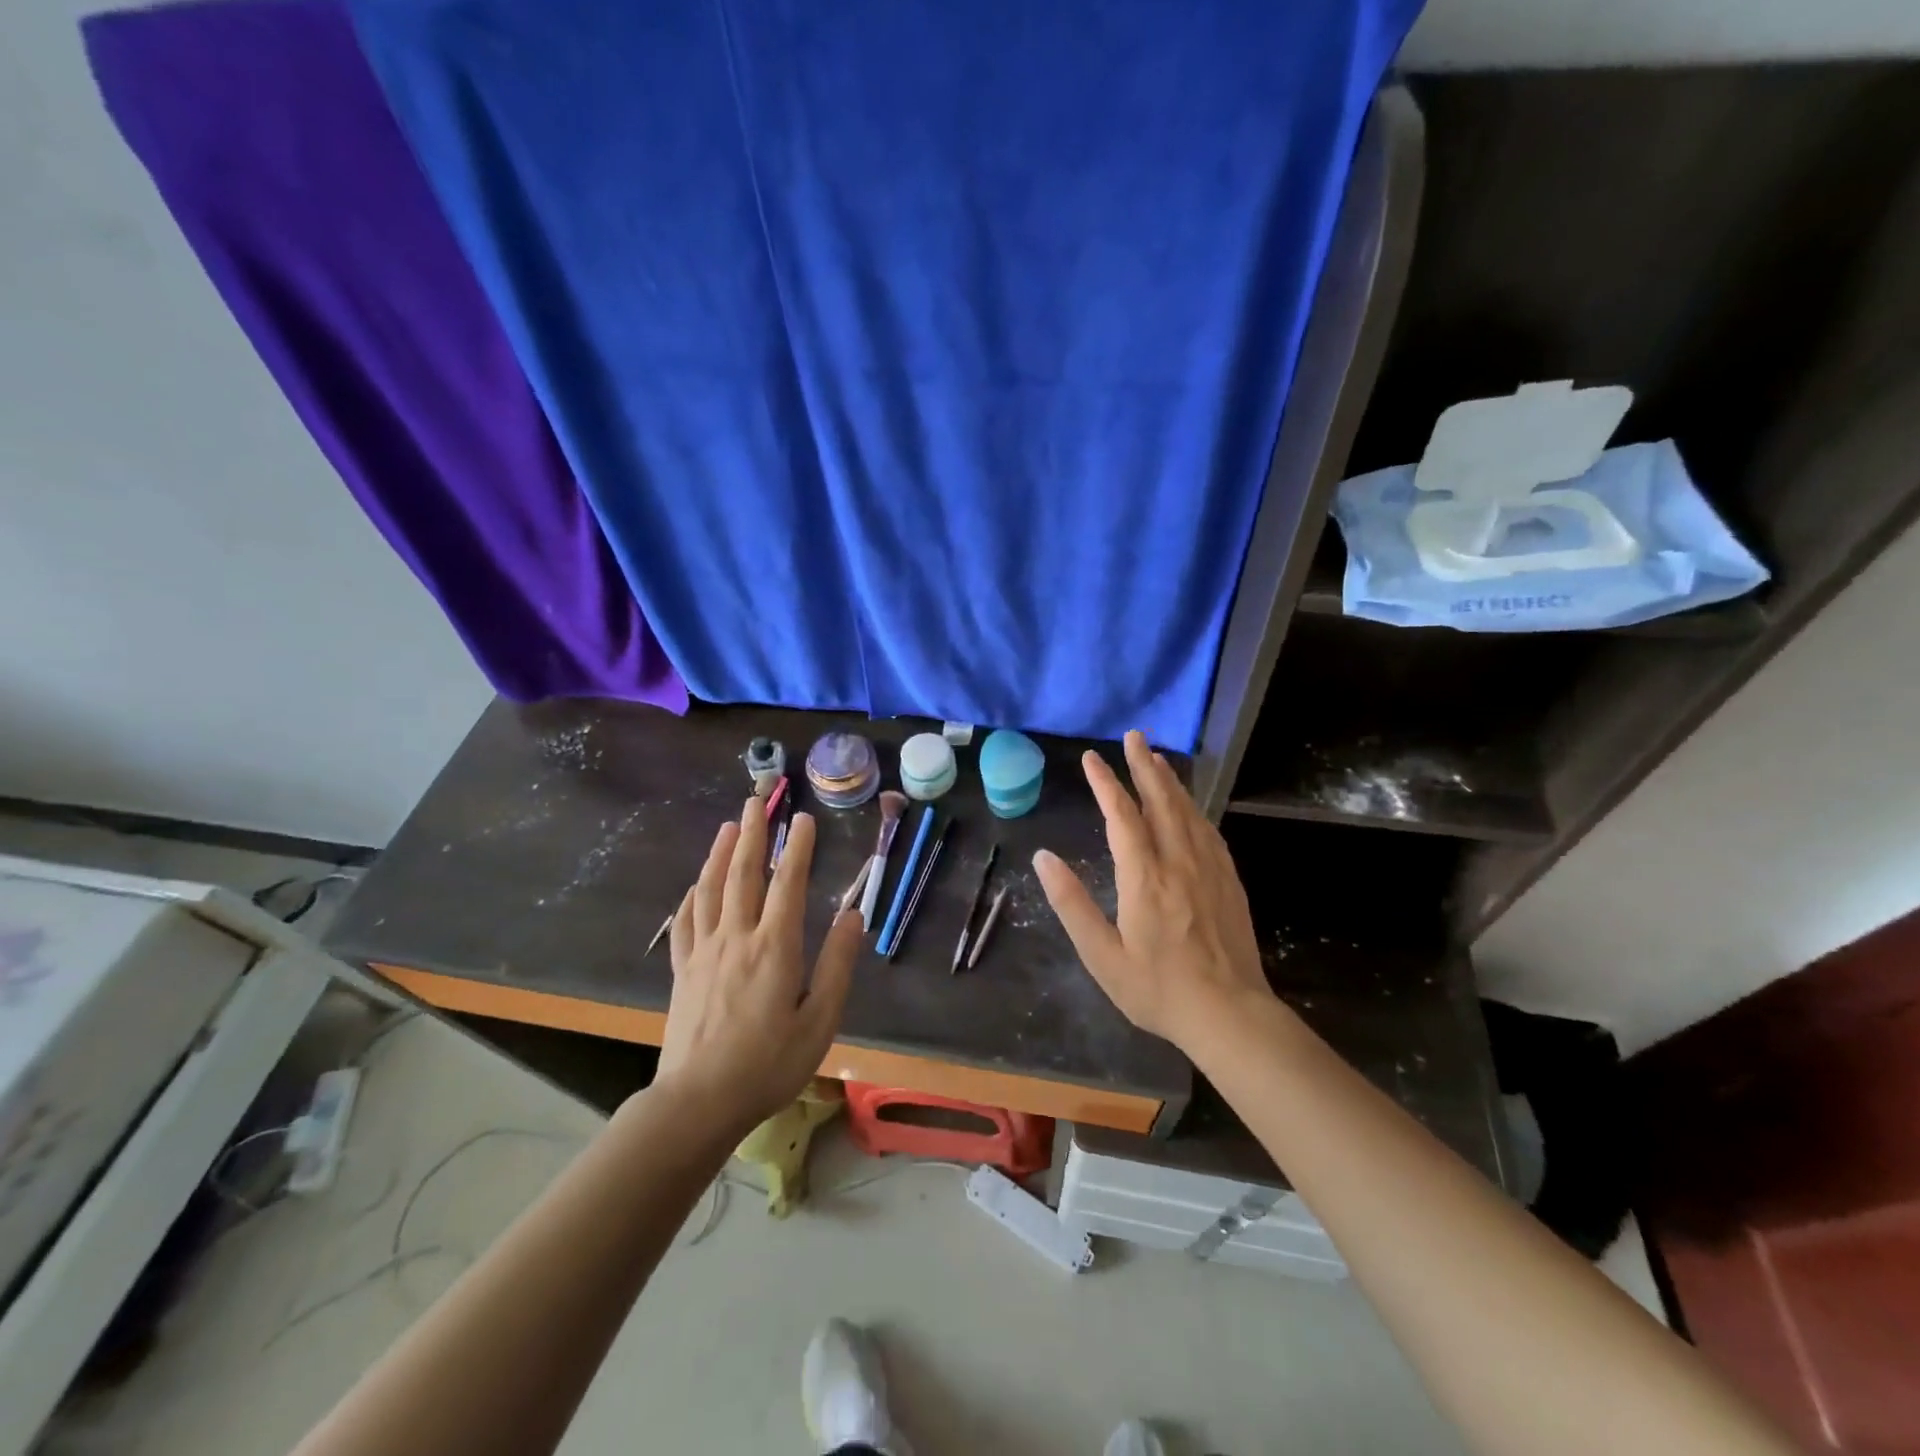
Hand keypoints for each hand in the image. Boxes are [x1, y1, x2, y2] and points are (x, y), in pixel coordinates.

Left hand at [656, 798, 860, 1137]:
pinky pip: (685, 922)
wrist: (698, 1102)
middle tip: (757, 801)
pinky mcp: (682, 970)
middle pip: (743, 874)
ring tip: (729, 826)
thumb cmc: (769, 1064)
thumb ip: (838, 964)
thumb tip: (852, 915)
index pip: (787, 883)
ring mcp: (703, 952)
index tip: (803, 818)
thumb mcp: (819, 1020)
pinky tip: (696, 885)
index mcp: (775, 947)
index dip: (797, 847)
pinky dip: (692, 896)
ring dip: (720, 853)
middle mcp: (737, 937)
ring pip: (710, 889)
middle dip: (753, 834)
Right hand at [1035, 731, 1272, 1051]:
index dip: (1106, 783)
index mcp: (1145, 877)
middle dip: (1144, 766)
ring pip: (1188, 811)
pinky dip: (1194, 808)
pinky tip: (1190, 806)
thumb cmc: (1158, 990)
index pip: (1122, 816)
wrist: (1230, 1015)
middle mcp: (1179, 862)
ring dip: (1170, 781)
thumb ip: (1072, 904)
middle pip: (1161, 801)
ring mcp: (1209, 869)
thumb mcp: (1102, 956)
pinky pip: (1209, 831)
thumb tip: (1044, 858)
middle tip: (1134, 736)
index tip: (1091, 758)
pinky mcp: (1229, 881)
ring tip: (1157, 758)